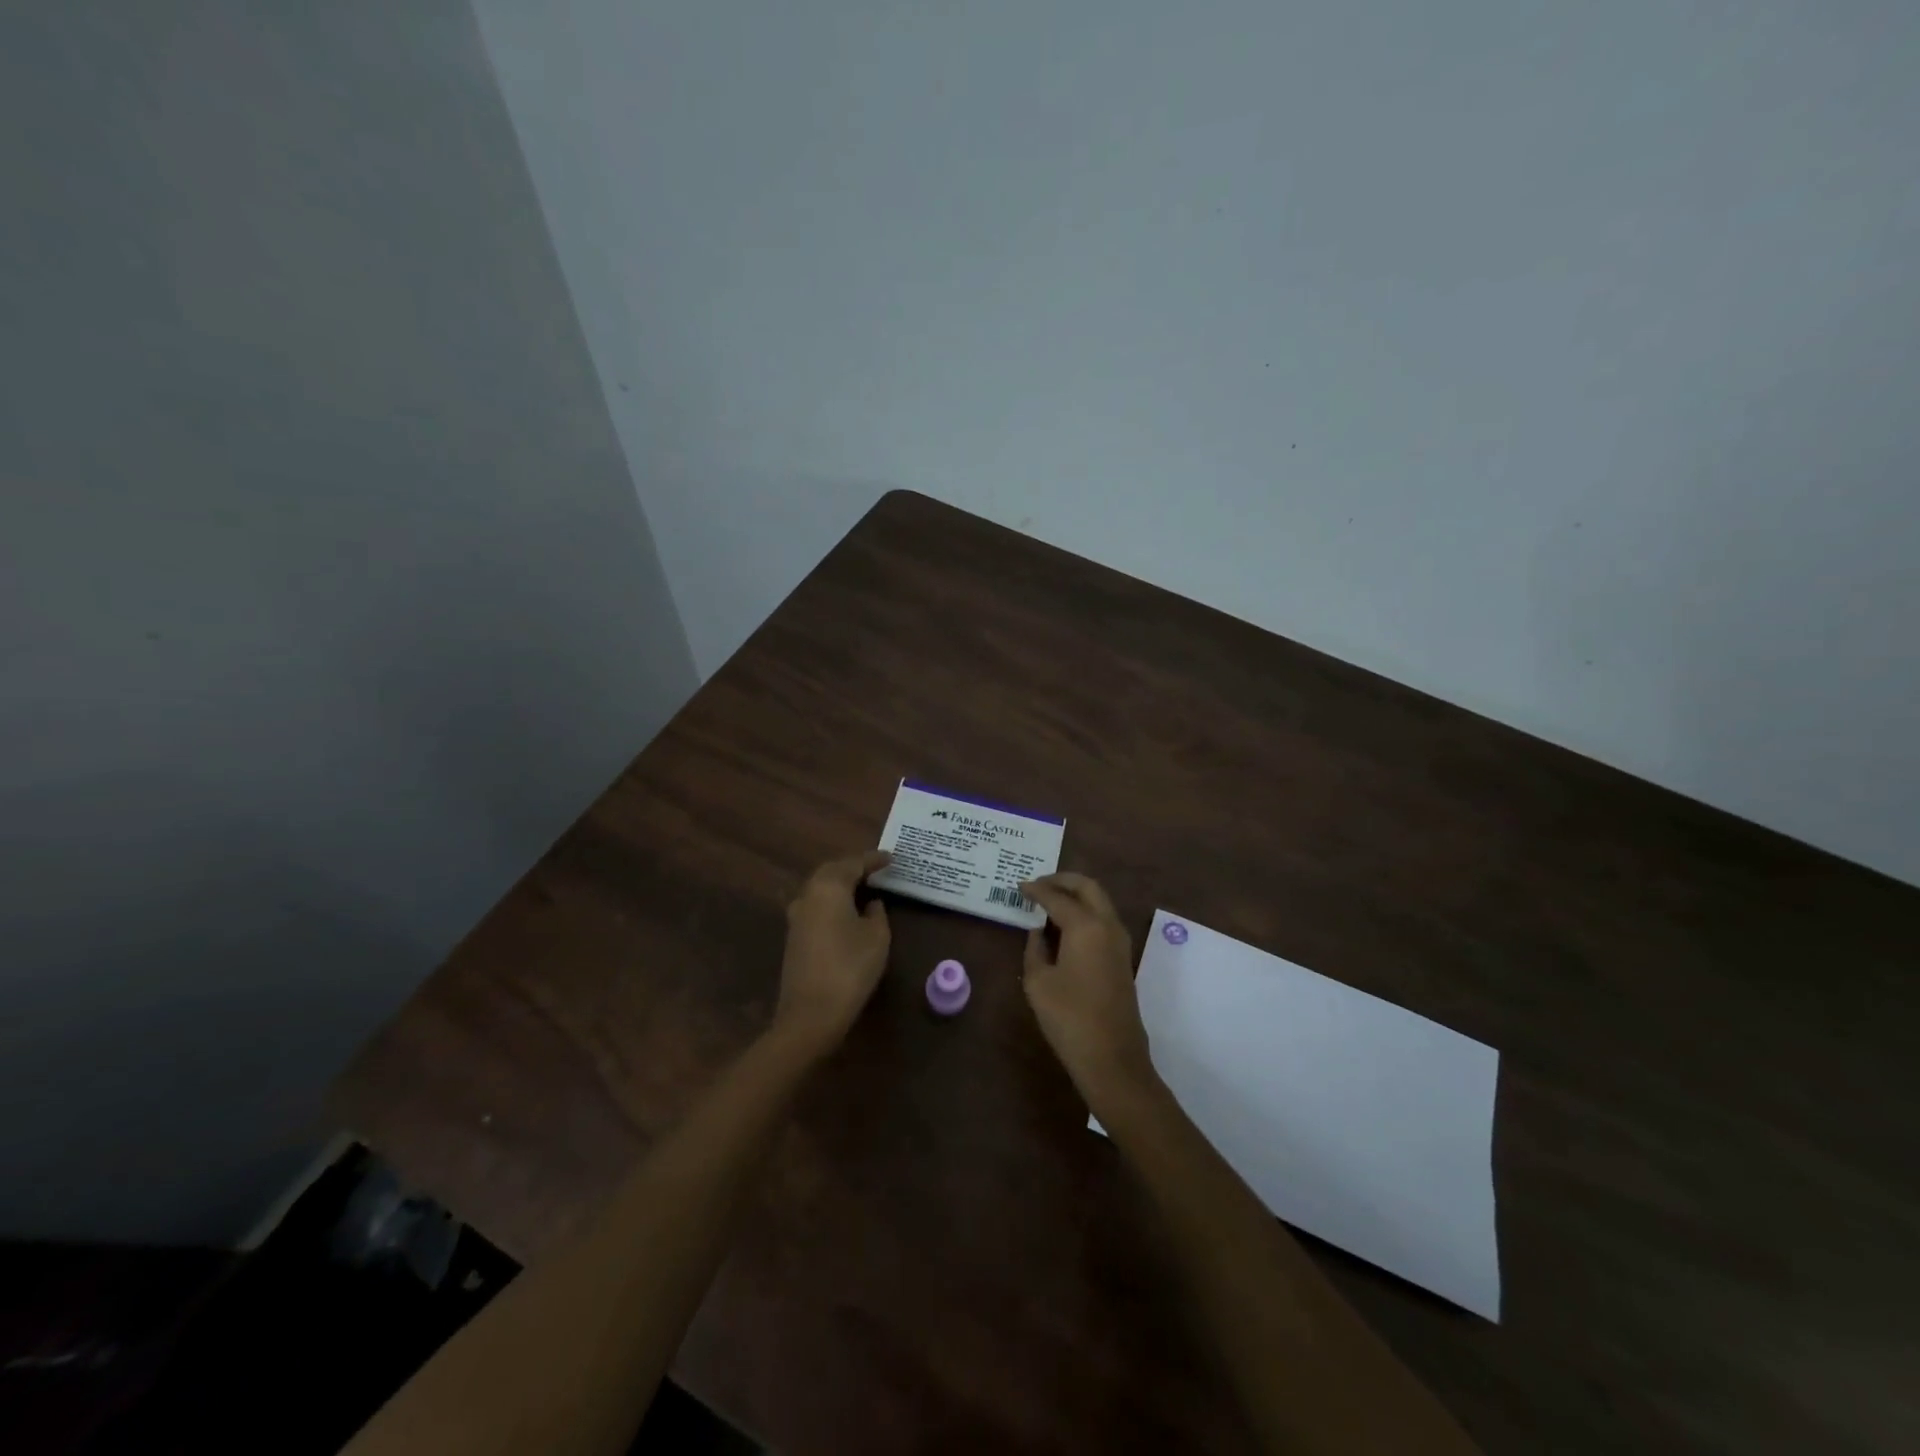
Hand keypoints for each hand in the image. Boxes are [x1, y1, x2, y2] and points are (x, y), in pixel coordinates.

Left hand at [774, 850, 892, 1054]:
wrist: (811, 1014)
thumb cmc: (850, 968)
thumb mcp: (877, 937)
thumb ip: (877, 913)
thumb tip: (871, 903)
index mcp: (829, 887)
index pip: (854, 863)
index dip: (874, 859)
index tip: (891, 858)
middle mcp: (808, 894)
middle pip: (832, 871)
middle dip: (854, 868)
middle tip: (876, 869)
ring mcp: (797, 916)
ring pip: (821, 888)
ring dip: (841, 885)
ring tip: (864, 887)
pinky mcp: (794, 936)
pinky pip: (816, 906)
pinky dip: (833, 902)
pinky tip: (847, 911)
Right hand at [1020, 873, 1155, 1105]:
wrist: (1112, 1058)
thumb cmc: (1069, 1018)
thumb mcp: (1038, 982)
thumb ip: (1035, 949)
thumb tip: (1038, 932)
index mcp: (1086, 926)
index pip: (1057, 897)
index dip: (1036, 889)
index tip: (1019, 886)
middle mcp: (1108, 925)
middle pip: (1088, 887)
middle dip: (1063, 880)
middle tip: (1039, 884)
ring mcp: (1120, 942)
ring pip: (1100, 901)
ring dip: (1076, 895)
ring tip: (1049, 902)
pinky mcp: (1122, 958)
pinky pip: (1103, 920)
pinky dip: (1085, 912)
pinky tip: (1064, 925)